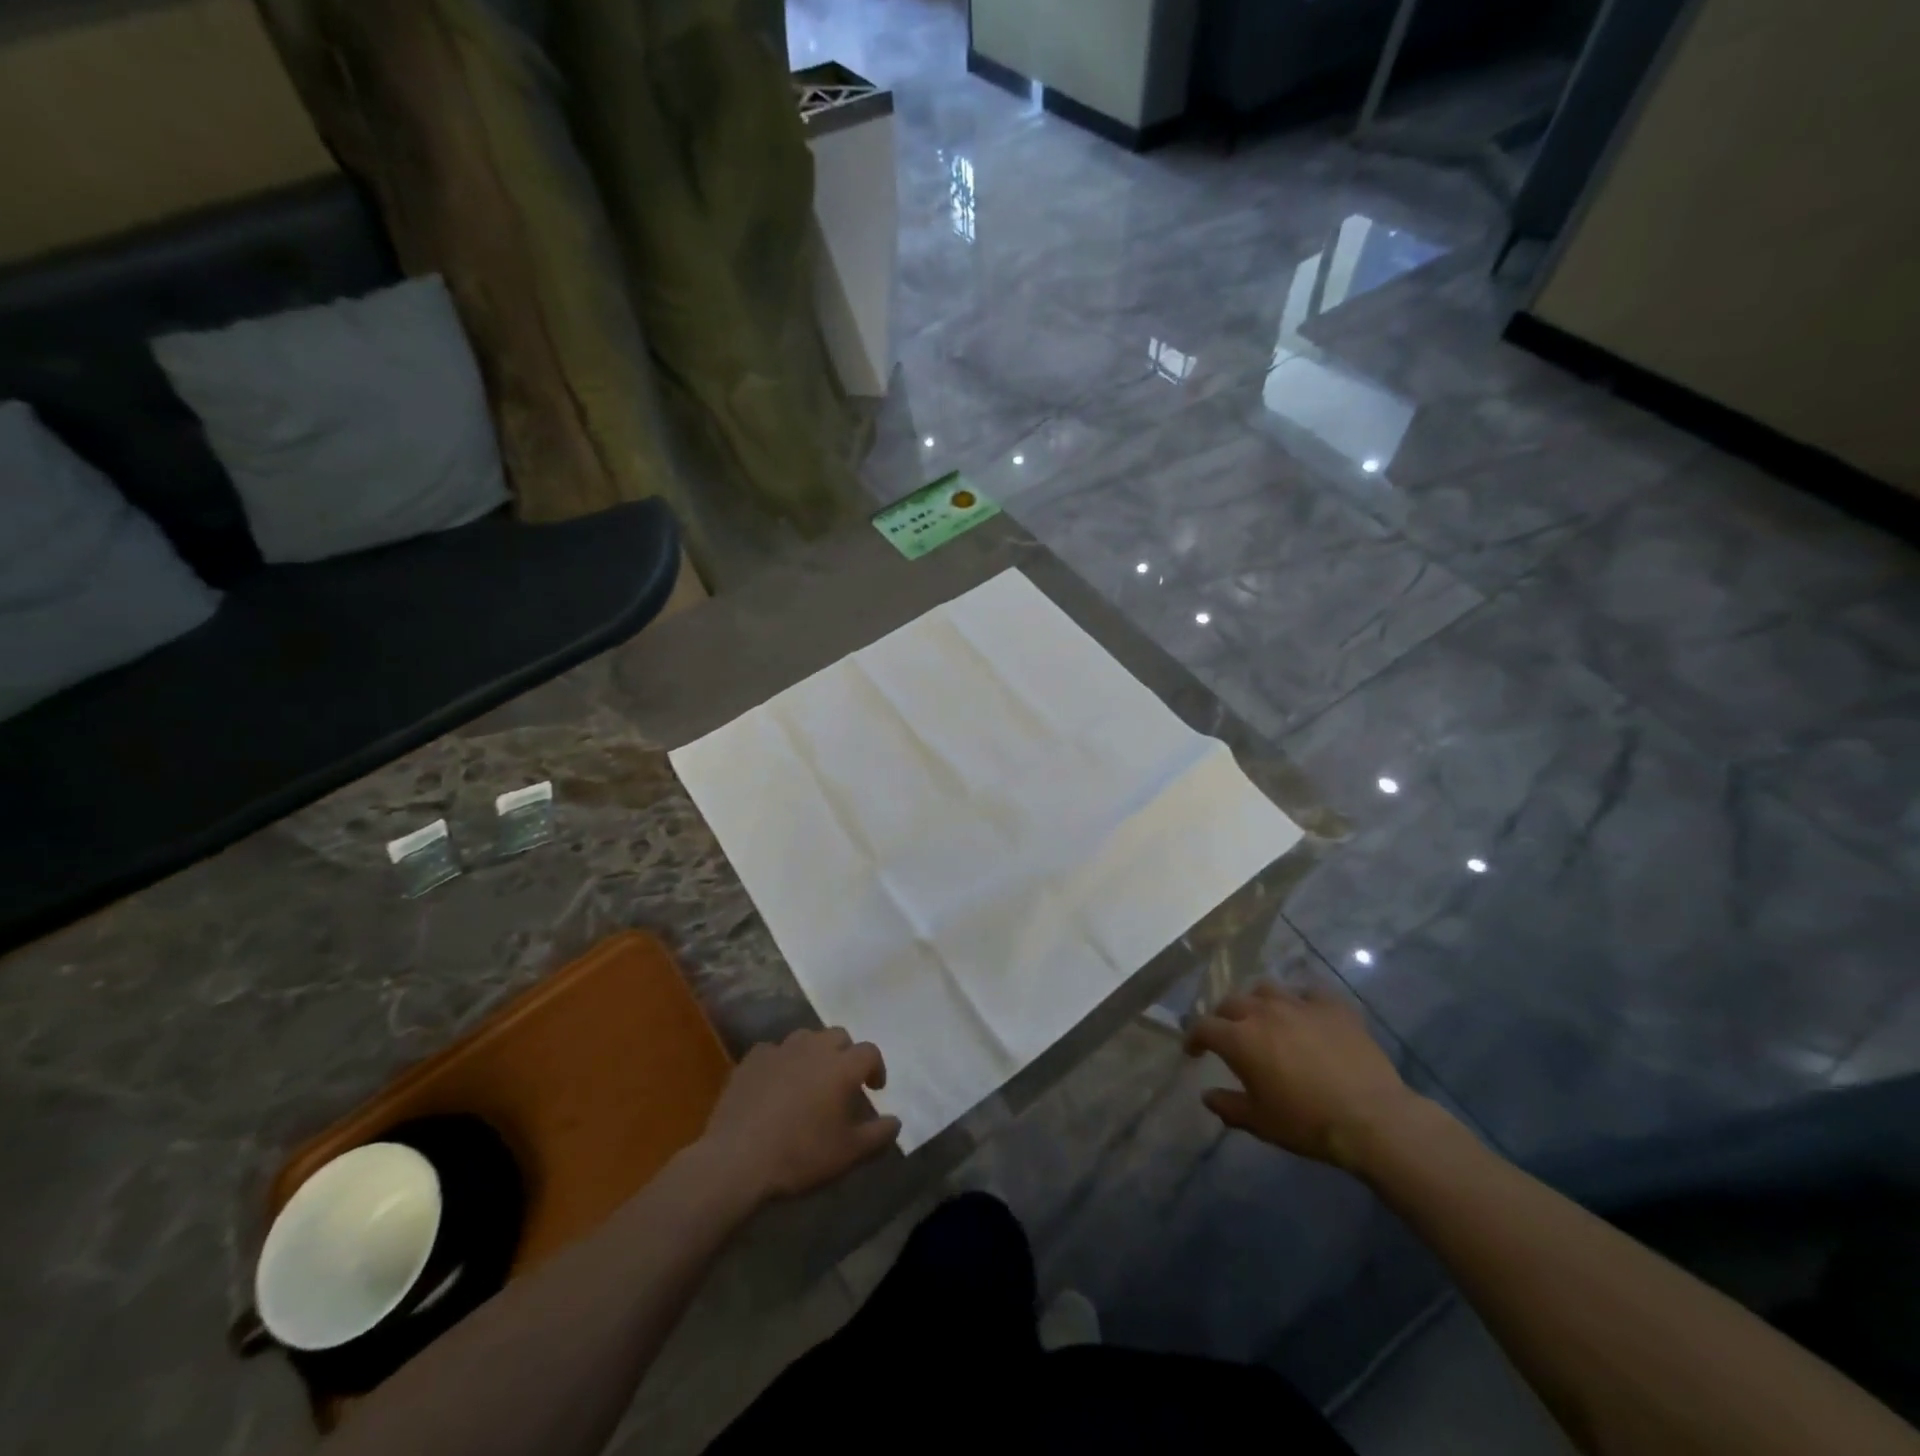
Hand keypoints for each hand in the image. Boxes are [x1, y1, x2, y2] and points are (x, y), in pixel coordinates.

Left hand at [699, 1028, 901, 1203]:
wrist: (738, 1159)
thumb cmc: (801, 1155)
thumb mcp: (848, 1154)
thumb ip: (878, 1135)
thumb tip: (896, 1122)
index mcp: (842, 1066)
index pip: (869, 1052)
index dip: (876, 1068)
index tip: (874, 1088)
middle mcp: (814, 1048)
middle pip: (838, 1036)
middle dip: (845, 1054)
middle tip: (842, 1081)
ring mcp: (780, 1050)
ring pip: (806, 1038)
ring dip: (814, 1053)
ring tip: (810, 1079)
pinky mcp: (752, 1060)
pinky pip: (773, 1051)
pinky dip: (781, 1062)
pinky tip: (775, 1084)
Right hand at [1184, 981, 1427, 1171]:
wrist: (1372, 1118)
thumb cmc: (1308, 1123)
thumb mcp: (1261, 1123)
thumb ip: (1228, 1106)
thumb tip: (1207, 1095)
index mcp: (1239, 1039)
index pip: (1203, 1027)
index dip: (1194, 1037)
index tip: (1195, 1051)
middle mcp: (1263, 1012)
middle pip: (1231, 1002)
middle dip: (1223, 1017)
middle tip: (1229, 1034)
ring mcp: (1299, 1004)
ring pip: (1266, 989)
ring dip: (1258, 1001)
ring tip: (1264, 1017)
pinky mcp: (1332, 1006)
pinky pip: (1309, 992)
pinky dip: (1301, 1000)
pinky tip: (1305, 1013)